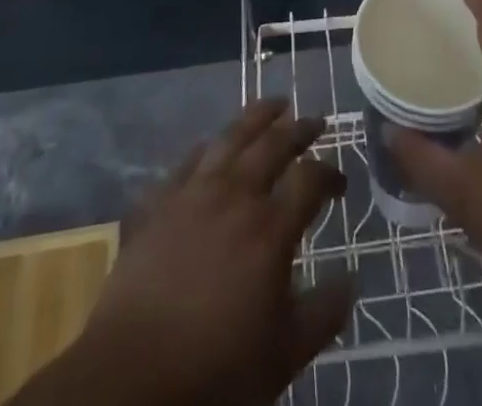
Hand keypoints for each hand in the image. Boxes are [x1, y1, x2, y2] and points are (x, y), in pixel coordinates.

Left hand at [21, 100, 352, 405]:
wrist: (130, 376)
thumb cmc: (214, 369)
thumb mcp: (283, 356)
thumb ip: (323, 314)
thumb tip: (352, 280)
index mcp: (270, 229)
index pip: (310, 180)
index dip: (330, 174)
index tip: (340, 183)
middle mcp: (235, 195)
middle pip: (273, 144)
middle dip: (299, 129)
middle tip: (315, 121)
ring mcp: (193, 192)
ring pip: (231, 137)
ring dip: (257, 117)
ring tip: (273, 106)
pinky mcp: (159, 201)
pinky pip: (188, 160)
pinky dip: (209, 147)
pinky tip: (213, 146)